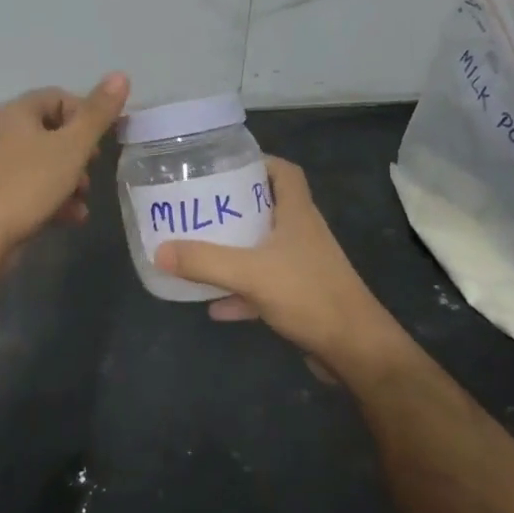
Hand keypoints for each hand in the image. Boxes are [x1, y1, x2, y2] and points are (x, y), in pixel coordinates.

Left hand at [0, 73, 129, 257]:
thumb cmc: (28, 184)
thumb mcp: (72, 147)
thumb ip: (97, 114)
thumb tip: (121, 75)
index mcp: (19, 111)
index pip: (60, 97)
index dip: (87, 114)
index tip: (104, 139)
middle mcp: (5, 131)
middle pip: (55, 132)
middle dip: (80, 153)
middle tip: (93, 169)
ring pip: (47, 163)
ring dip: (72, 179)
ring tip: (83, 199)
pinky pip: (34, 187)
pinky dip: (55, 198)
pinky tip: (71, 217)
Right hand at [155, 155, 404, 376]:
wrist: (355, 350)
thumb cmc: (309, 295)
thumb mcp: (251, 273)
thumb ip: (204, 261)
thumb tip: (158, 250)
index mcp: (297, 214)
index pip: (284, 172)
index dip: (258, 162)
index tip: (223, 167)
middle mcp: (302, 234)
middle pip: (268, 208)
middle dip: (235, 207)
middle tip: (200, 207)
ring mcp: (303, 267)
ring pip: (264, 248)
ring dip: (235, 250)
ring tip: (200, 249)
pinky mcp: (301, 297)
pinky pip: (264, 286)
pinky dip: (240, 292)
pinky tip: (214, 305)